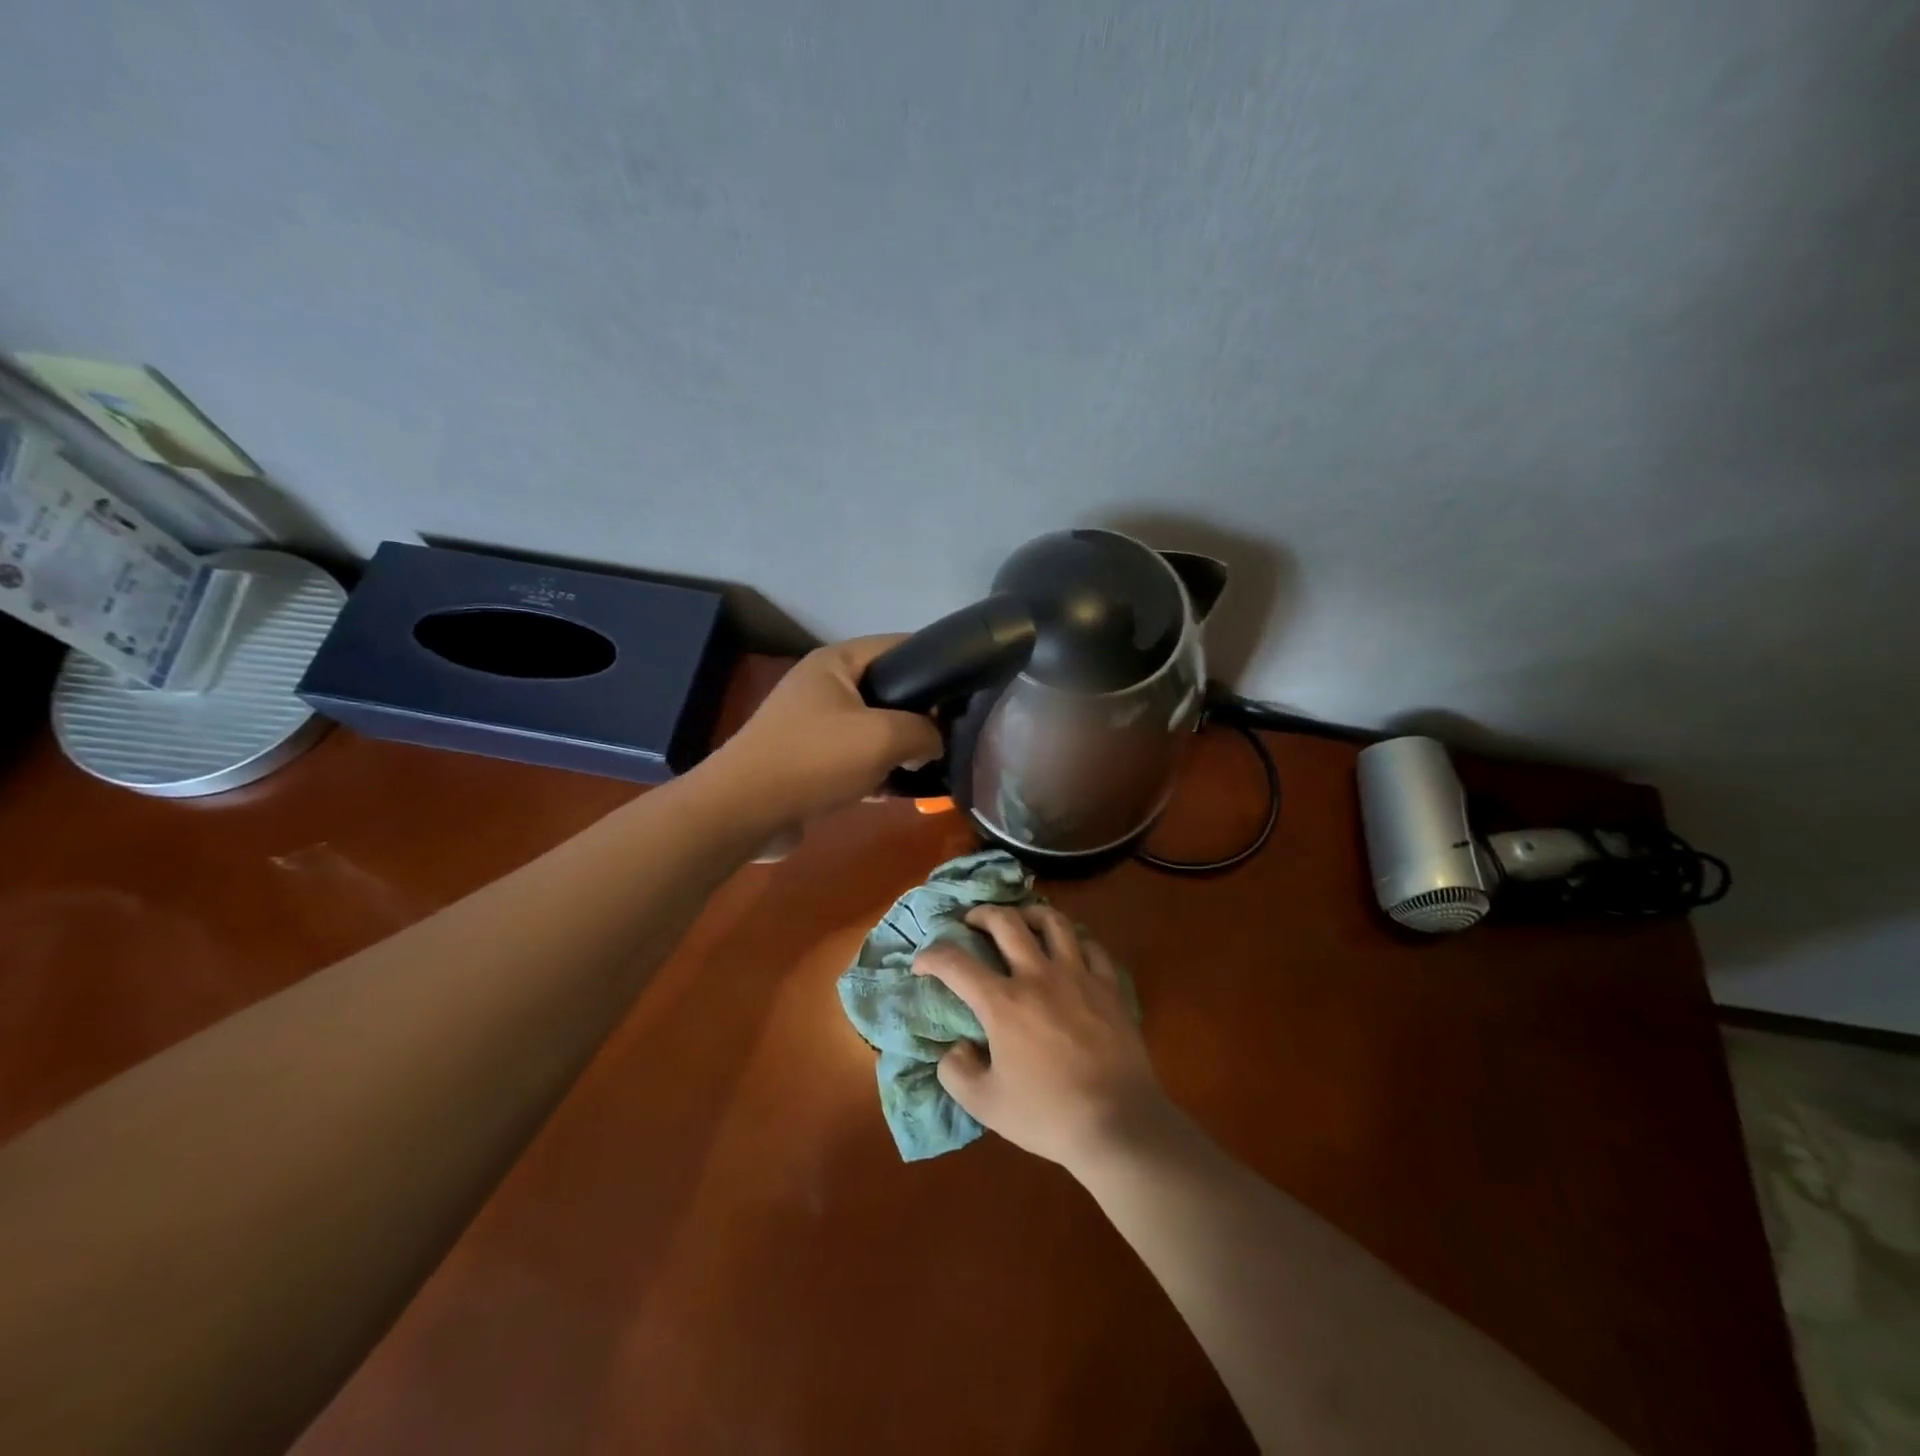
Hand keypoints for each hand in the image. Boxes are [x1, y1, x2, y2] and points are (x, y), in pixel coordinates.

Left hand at [709, 636, 942, 823]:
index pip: (898, 646)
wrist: (744, 811)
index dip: (935, 664)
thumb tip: (934, 743)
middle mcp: (824, 687)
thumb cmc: (815, 758)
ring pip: (873, 729)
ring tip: (932, 768)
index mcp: (836, 662)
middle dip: (920, 715)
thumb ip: (924, 732)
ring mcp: (814, 725)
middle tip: (952, 737)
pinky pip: (855, 760)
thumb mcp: (883, 737)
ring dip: (900, 749)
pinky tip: (902, 793)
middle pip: (888, 691)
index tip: (966, 691)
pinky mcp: (810, 761)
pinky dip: (878, 773)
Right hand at [913, 905, 1174, 1175]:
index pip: (956, 963)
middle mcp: (1038, 976)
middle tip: (972, 922)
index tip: (922, 962)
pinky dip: (1074, 941)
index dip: (932, 956)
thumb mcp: (986, 1105)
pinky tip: (1069, 950)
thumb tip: (956, 1047)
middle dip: (981, 914)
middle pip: (1006, 922)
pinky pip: (1091, 946)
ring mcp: (1078, 976)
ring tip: (1022, 920)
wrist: (1118, 1124)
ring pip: (1053, 921)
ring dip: (1030, 914)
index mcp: (1003, 1003)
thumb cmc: (1049, 1115)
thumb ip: (956, 1072)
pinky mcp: (1109, 986)